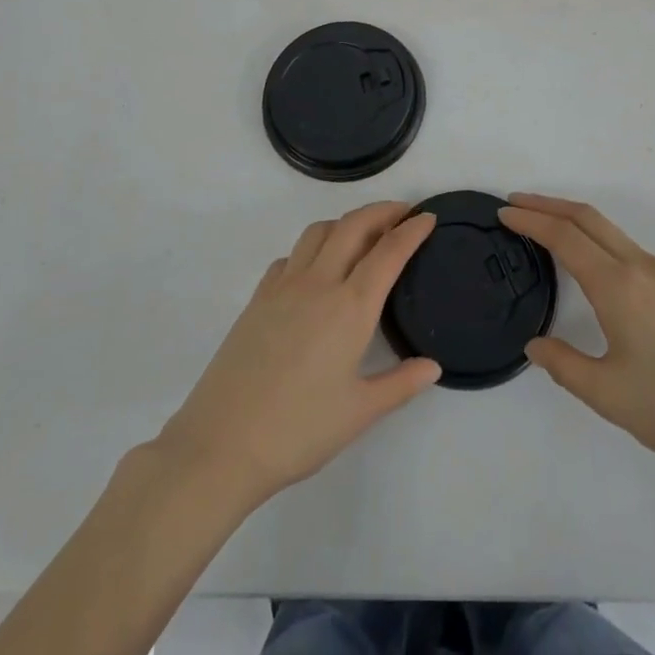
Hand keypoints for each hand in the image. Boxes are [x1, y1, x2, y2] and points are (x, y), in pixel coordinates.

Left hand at [155, 202, 439, 508]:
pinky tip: (314, 270)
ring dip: (345, 222)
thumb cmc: (298, 431)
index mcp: (350, 307)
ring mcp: (283, 286)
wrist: (221, 444)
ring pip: (318, 232)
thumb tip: (433, 366)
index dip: (412, 230)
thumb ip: (401, 384)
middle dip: (381, 211)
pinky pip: (290, 256)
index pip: (388, 252)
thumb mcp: (359, 413)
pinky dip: (311, 248)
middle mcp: (319, 283)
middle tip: (402, 212)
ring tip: (361, 234)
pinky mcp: (257, 298)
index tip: (428, 217)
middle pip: (353, 226)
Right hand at [498, 194, 654, 489]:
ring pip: (610, 230)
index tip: (503, 213)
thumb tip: (535, 344)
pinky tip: (590, 260)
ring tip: (545, 225)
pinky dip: (596, 236)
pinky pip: (626, 246)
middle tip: (515, 202)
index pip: (565, 236)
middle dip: (548, 204)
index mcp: (619, 286)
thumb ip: (564, 365)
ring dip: (573, 218)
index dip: (531, 220)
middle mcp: (641, 267)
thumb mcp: (609, 395)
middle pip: (587, 218)